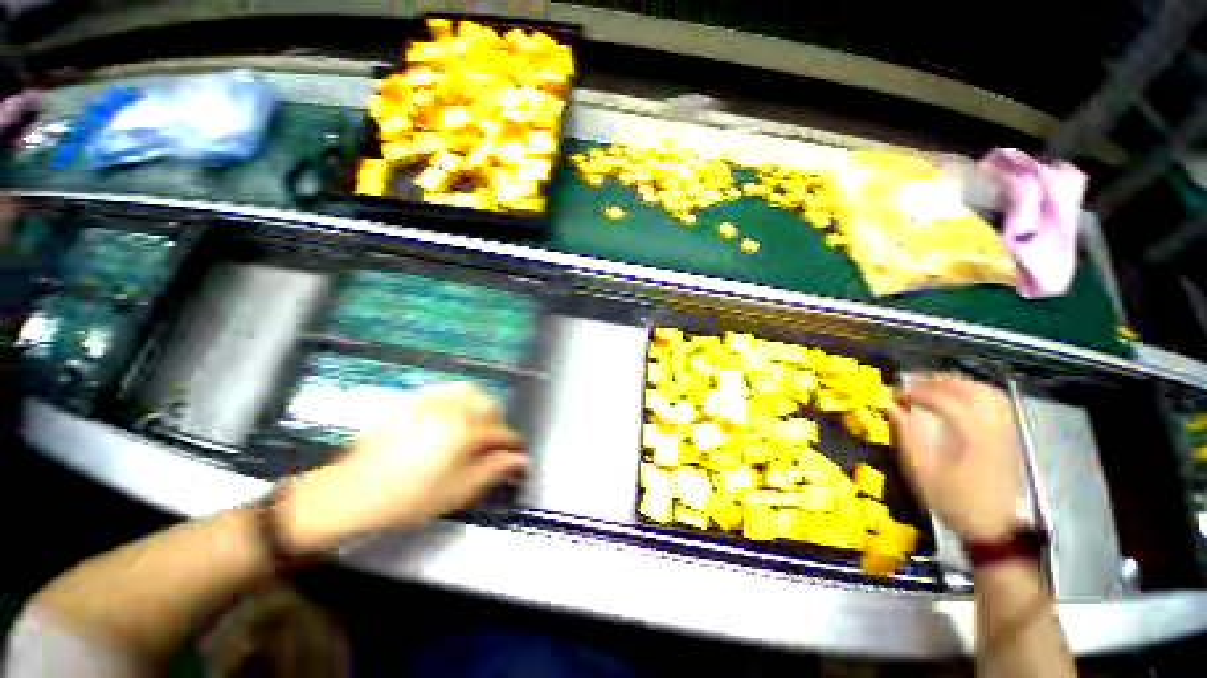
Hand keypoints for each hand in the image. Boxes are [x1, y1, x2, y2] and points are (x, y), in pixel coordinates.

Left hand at [282, 383, 527, 551]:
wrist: (353, 493)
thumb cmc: (410, 497)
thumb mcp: (458, 490)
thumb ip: (494, 470)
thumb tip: (522, 460)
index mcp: (465, 431)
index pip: (501, 432)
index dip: (513, 443)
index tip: (519, 451)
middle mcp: (451, 408)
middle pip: (490, 405)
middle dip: (499, 422)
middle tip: (495, 443)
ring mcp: (431, 401)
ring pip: (471, 392)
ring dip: (482, 405)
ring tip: (479, 425)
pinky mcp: (414, 401)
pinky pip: (447, 389)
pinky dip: (460, 397)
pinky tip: (456, 412)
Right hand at [886, 375, 1019, 541]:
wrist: (991, 528)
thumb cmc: (952, 501)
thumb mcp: (921, 471)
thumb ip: (906, 434)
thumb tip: (890, 407)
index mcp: (972, 438)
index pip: (944, 400)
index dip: (916, 393)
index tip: (895, 396)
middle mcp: (994, 429)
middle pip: (970, 389)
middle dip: (938, 381)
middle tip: (911, 385)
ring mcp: (1006, 432)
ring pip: (988, 392)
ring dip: (958, 383)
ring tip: (933, 386)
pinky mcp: (1009, 437)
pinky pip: (998, 403)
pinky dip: (976, 392)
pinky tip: (959, 398)